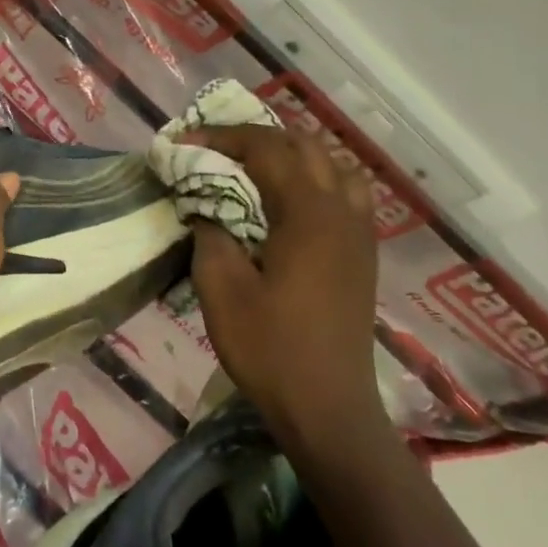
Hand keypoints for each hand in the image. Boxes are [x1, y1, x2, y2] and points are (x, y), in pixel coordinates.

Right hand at [184, 123, 383, 441]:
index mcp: (308, 214)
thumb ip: (210, 234)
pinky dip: (317, 179)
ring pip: (333, 165)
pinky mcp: (363, 255)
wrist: (328, 409)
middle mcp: (341, 211)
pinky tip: (290, 203)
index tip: (184, 143)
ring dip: (293, 155)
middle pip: (304, 145)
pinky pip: (346, 193)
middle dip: (257, 138)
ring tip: (256, 168)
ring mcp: (359, 233)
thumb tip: (207, 205)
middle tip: (216, 150)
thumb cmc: (270, 349)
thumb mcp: (221, 290)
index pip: (266, 149)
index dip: (222, 137)